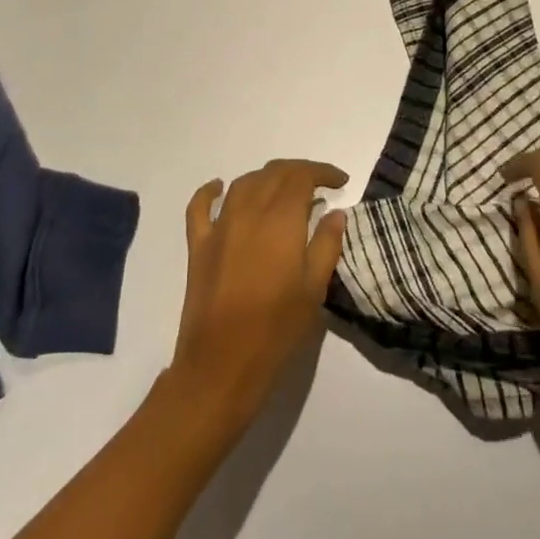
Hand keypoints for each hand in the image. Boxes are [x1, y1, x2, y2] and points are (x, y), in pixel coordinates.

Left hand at [167, 160, 348, 431]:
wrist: (220, 366)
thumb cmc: (276, 331)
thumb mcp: (314, 290)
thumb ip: (327, 245)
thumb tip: (335, 213)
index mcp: (280, 220)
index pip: (301, 176)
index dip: (322, 172)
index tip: (341, 182)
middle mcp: (248, 212)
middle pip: (273, 173)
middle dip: (299, 171)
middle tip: (319, 185)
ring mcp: (219, 227)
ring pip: (243, 183)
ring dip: (266, 178)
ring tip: (284, 190)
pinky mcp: (198, 245)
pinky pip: (200, 206)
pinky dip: (211, 191)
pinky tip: (220, 187)